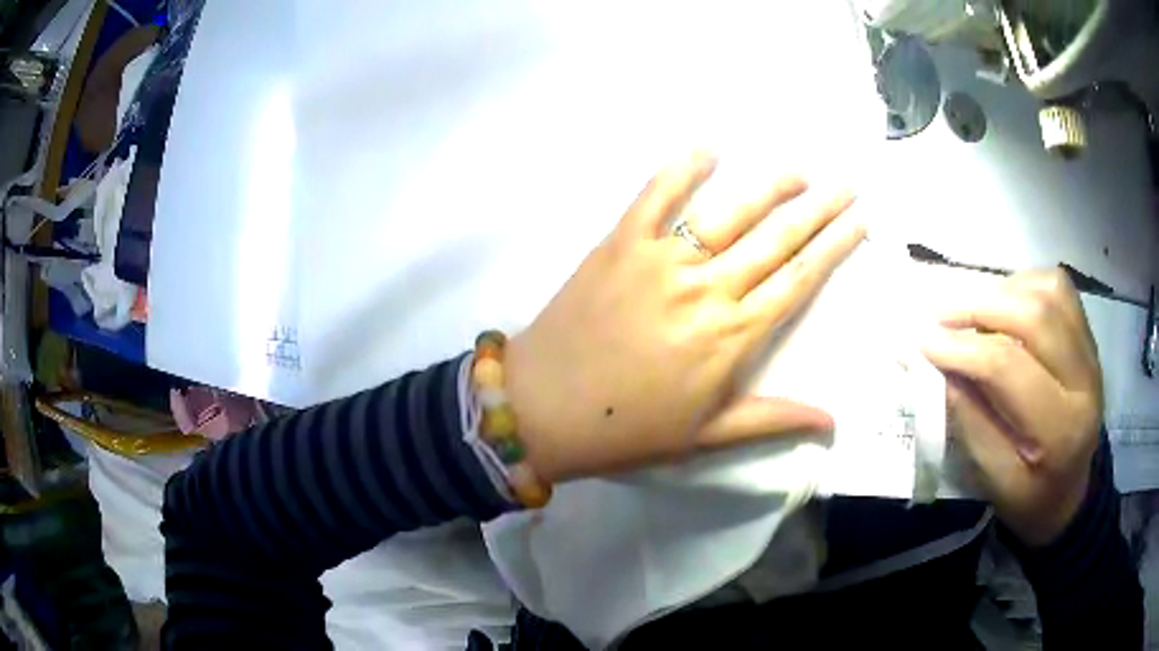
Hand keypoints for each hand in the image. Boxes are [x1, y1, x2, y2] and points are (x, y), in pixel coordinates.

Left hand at [505, 152, 864, 483]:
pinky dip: (681, 169)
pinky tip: (708, 148)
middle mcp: (705, 289)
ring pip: (727, 213)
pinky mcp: (619, 244)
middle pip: (776, 239)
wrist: (541, 410)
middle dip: (818, 209)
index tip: (860, 221)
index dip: (834, 247)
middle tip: (846, 184)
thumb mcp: (705, 436)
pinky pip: (654, 196)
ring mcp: (660, 260)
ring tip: (798, 171)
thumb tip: (832, 422)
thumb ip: (772, 418)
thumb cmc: (626, 430)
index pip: (798, 279)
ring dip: (767, 187)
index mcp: (731, 336)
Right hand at [922, 269, 1102, 546]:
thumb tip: (934, 366)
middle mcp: (1085, 380)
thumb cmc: (1030, 497)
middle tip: (940, 315)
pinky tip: (1005, 305)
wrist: (1071, 491)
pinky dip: (1025, 284)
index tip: (923, 342)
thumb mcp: (994, 480)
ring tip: (972, 310)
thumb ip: (969, 423)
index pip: (1009, 367)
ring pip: (1048, 291)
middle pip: (1035, 314)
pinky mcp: (1088, 335)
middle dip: (980, 307)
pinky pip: (1058, 287)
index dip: (963, 349)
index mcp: (1062, 430)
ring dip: (1004, 291)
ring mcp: (1091, 351)